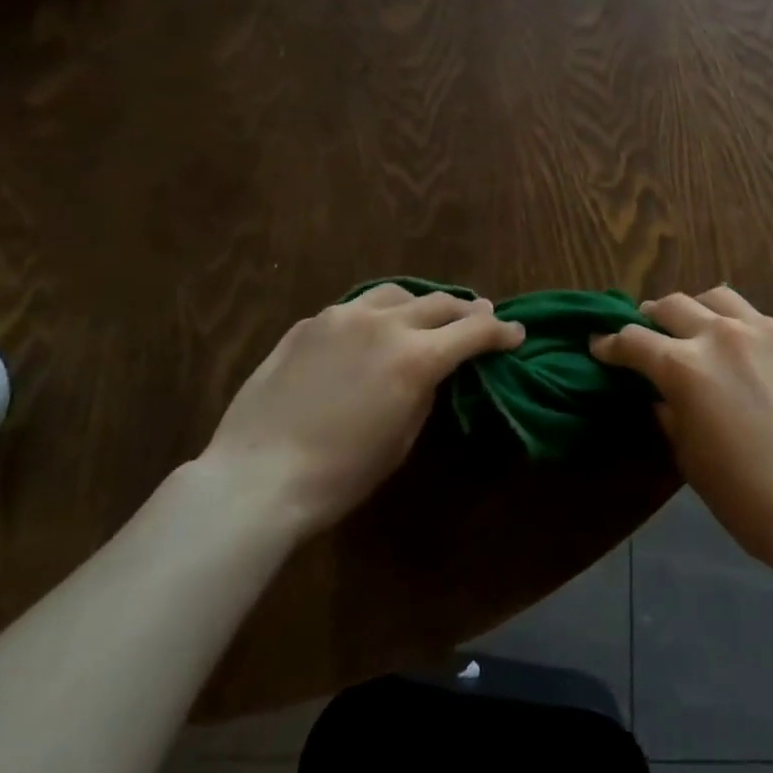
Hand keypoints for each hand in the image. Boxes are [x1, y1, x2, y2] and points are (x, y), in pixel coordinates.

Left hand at [199, 284, 523, 537]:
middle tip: (481, 316)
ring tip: (426, 315)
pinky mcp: (308, 324)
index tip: (516, 333)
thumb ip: (425, 392)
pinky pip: (354, 310)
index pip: (473, 332)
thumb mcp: (401, 440)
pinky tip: (370, 334)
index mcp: (415, 357)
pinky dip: (375, 317)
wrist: (255, 477)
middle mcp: (383, 324)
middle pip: (440, 303)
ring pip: (395, 294)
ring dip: (420, 304)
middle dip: (467, 311)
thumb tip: (433, 370)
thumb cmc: (339, 476)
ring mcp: (341, 317)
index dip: (501, 332)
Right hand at [592, 287, 772, 574]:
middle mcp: (720, 335)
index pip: (633, 340)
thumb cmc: (744, 495)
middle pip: (671, 305)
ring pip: (717, 297)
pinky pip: (757, 320)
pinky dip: (740, 328)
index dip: (610, 343)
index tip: (600, 345)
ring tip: (696, 329)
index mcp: (684, 366)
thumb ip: (669, 413)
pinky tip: (745, 354)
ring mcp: (763, 331)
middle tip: (647, 333)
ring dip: (696, 310)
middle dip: (650, 318)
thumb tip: (661, 394)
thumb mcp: (689, 457)